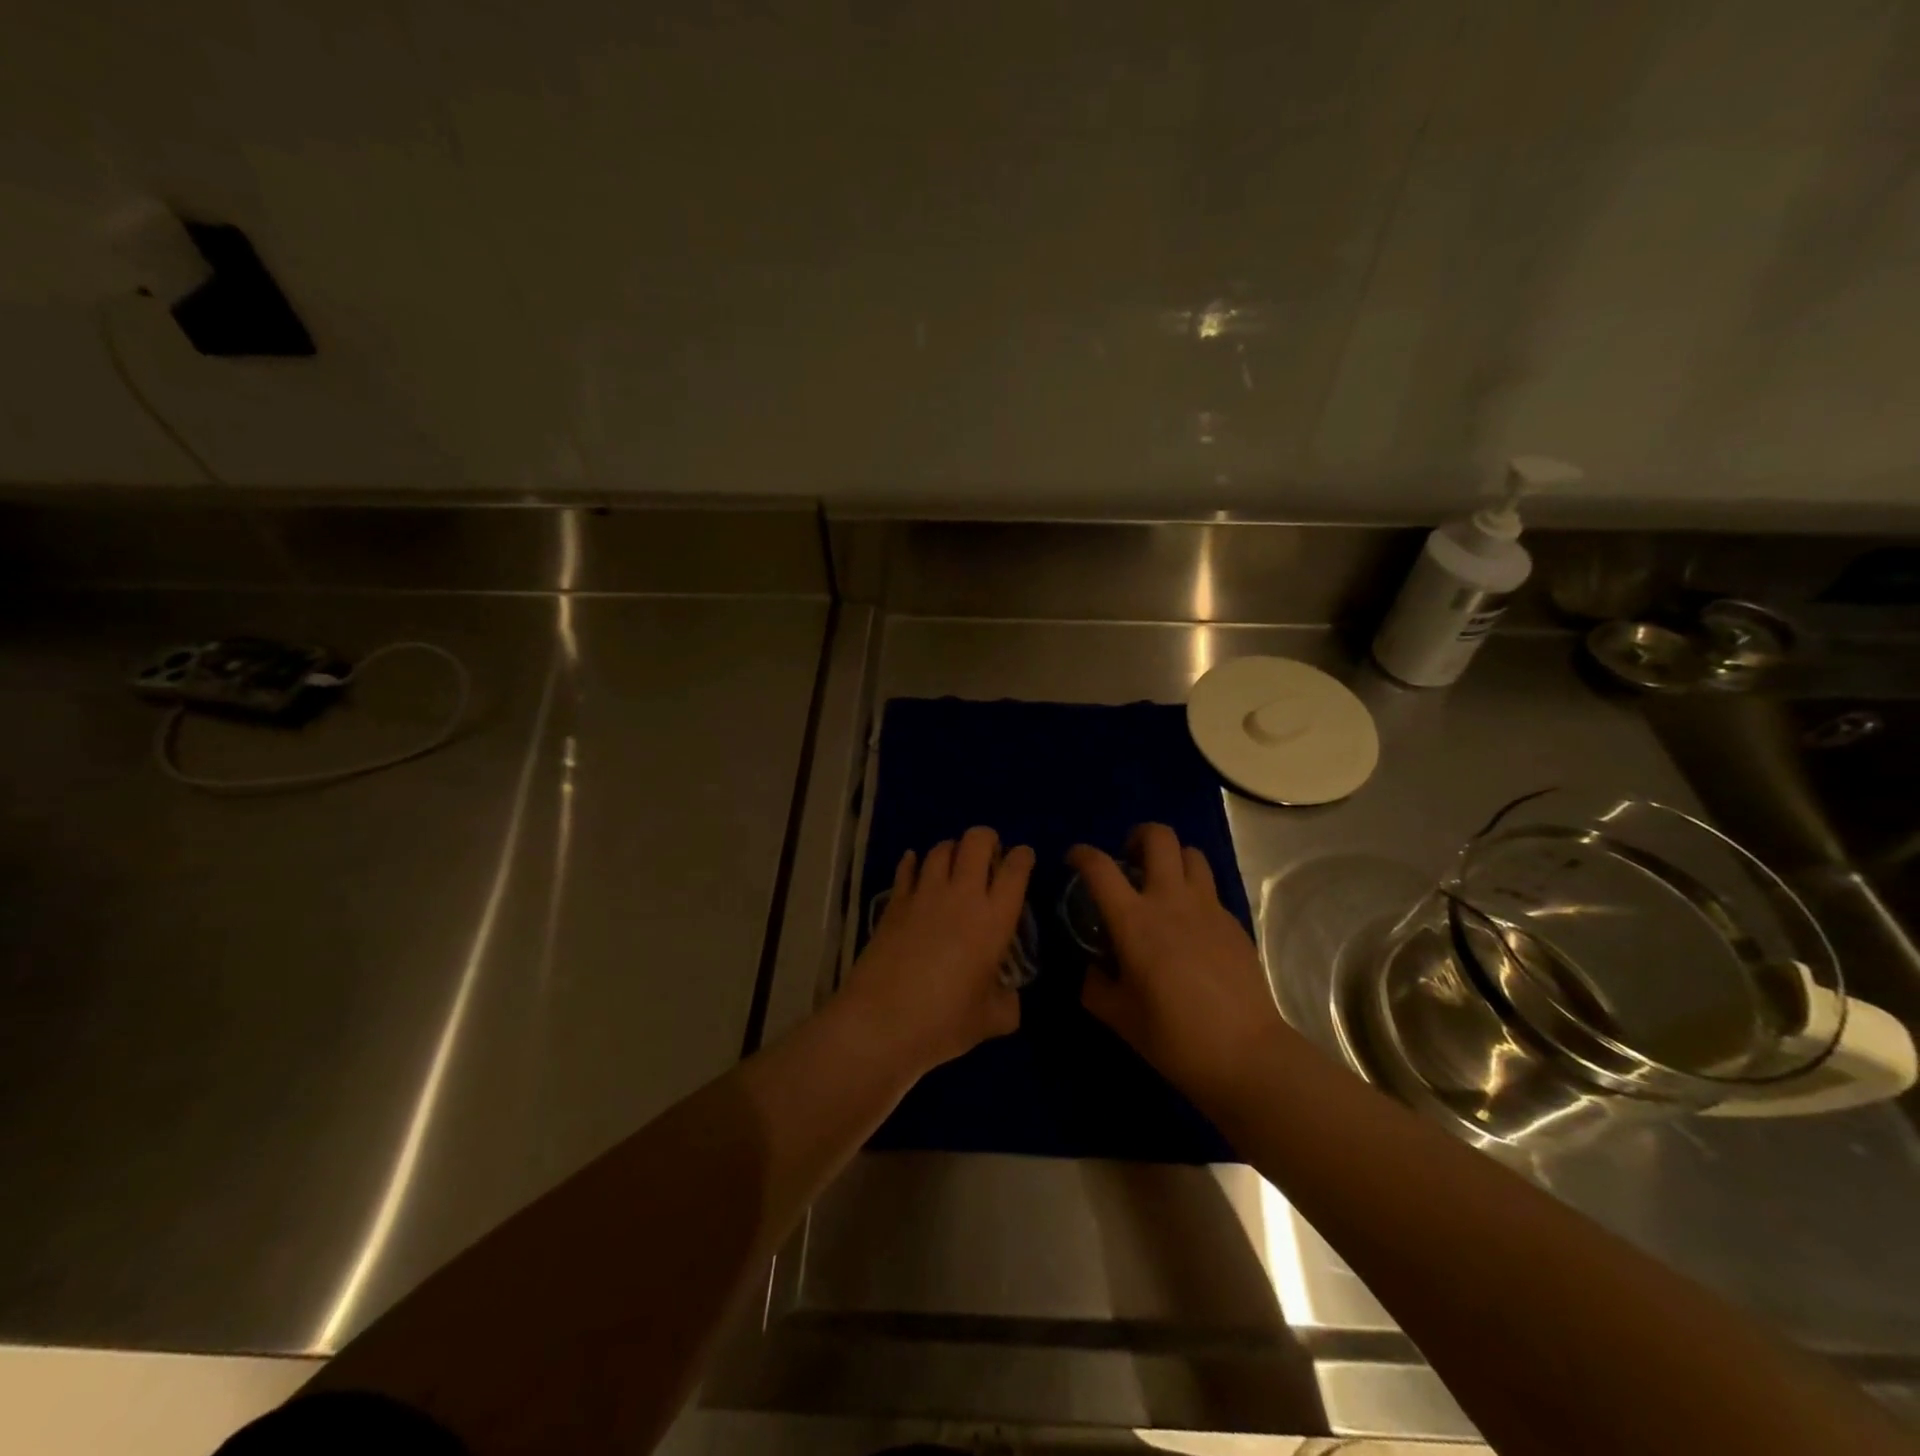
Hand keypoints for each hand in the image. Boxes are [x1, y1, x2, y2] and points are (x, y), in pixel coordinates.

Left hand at [842, 826, 1034, 1075]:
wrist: (880, 1022)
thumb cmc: (943, 1022)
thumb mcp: (990, 1021)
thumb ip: (1007, 1003)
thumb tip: (1008, 998)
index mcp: (994, 920)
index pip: (1015, 870)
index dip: (1023, 857)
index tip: (1024, 857)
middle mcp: (961, 896)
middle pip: (976, 841)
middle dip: (987, 839)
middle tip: (990, 854)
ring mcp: (923, 895)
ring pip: (940, 849)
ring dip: (952, 849)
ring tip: (954, 862)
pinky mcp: (894, 903)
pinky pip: (905, 869)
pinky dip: (912, 863)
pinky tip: (914, 864)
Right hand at [1070, 824, 1286, 1107]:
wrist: (1245, 1054)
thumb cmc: (1173, 1037)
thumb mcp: (1118, 1016)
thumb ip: (1095, 985)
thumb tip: (1092, 968)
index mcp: (1134, 920)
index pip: (1100, 867)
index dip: (1081, 854)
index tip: (1073, 860)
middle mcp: (1171, 901)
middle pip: (1158, 837)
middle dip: (1138, 836)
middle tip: (1128, 859)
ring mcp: (1208, 907)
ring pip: (1191, 854)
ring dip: (1171, 858)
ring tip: (1162, 882)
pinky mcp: (1233, 922)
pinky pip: (1210, 889)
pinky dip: (1193, 891)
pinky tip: (1189, 924)